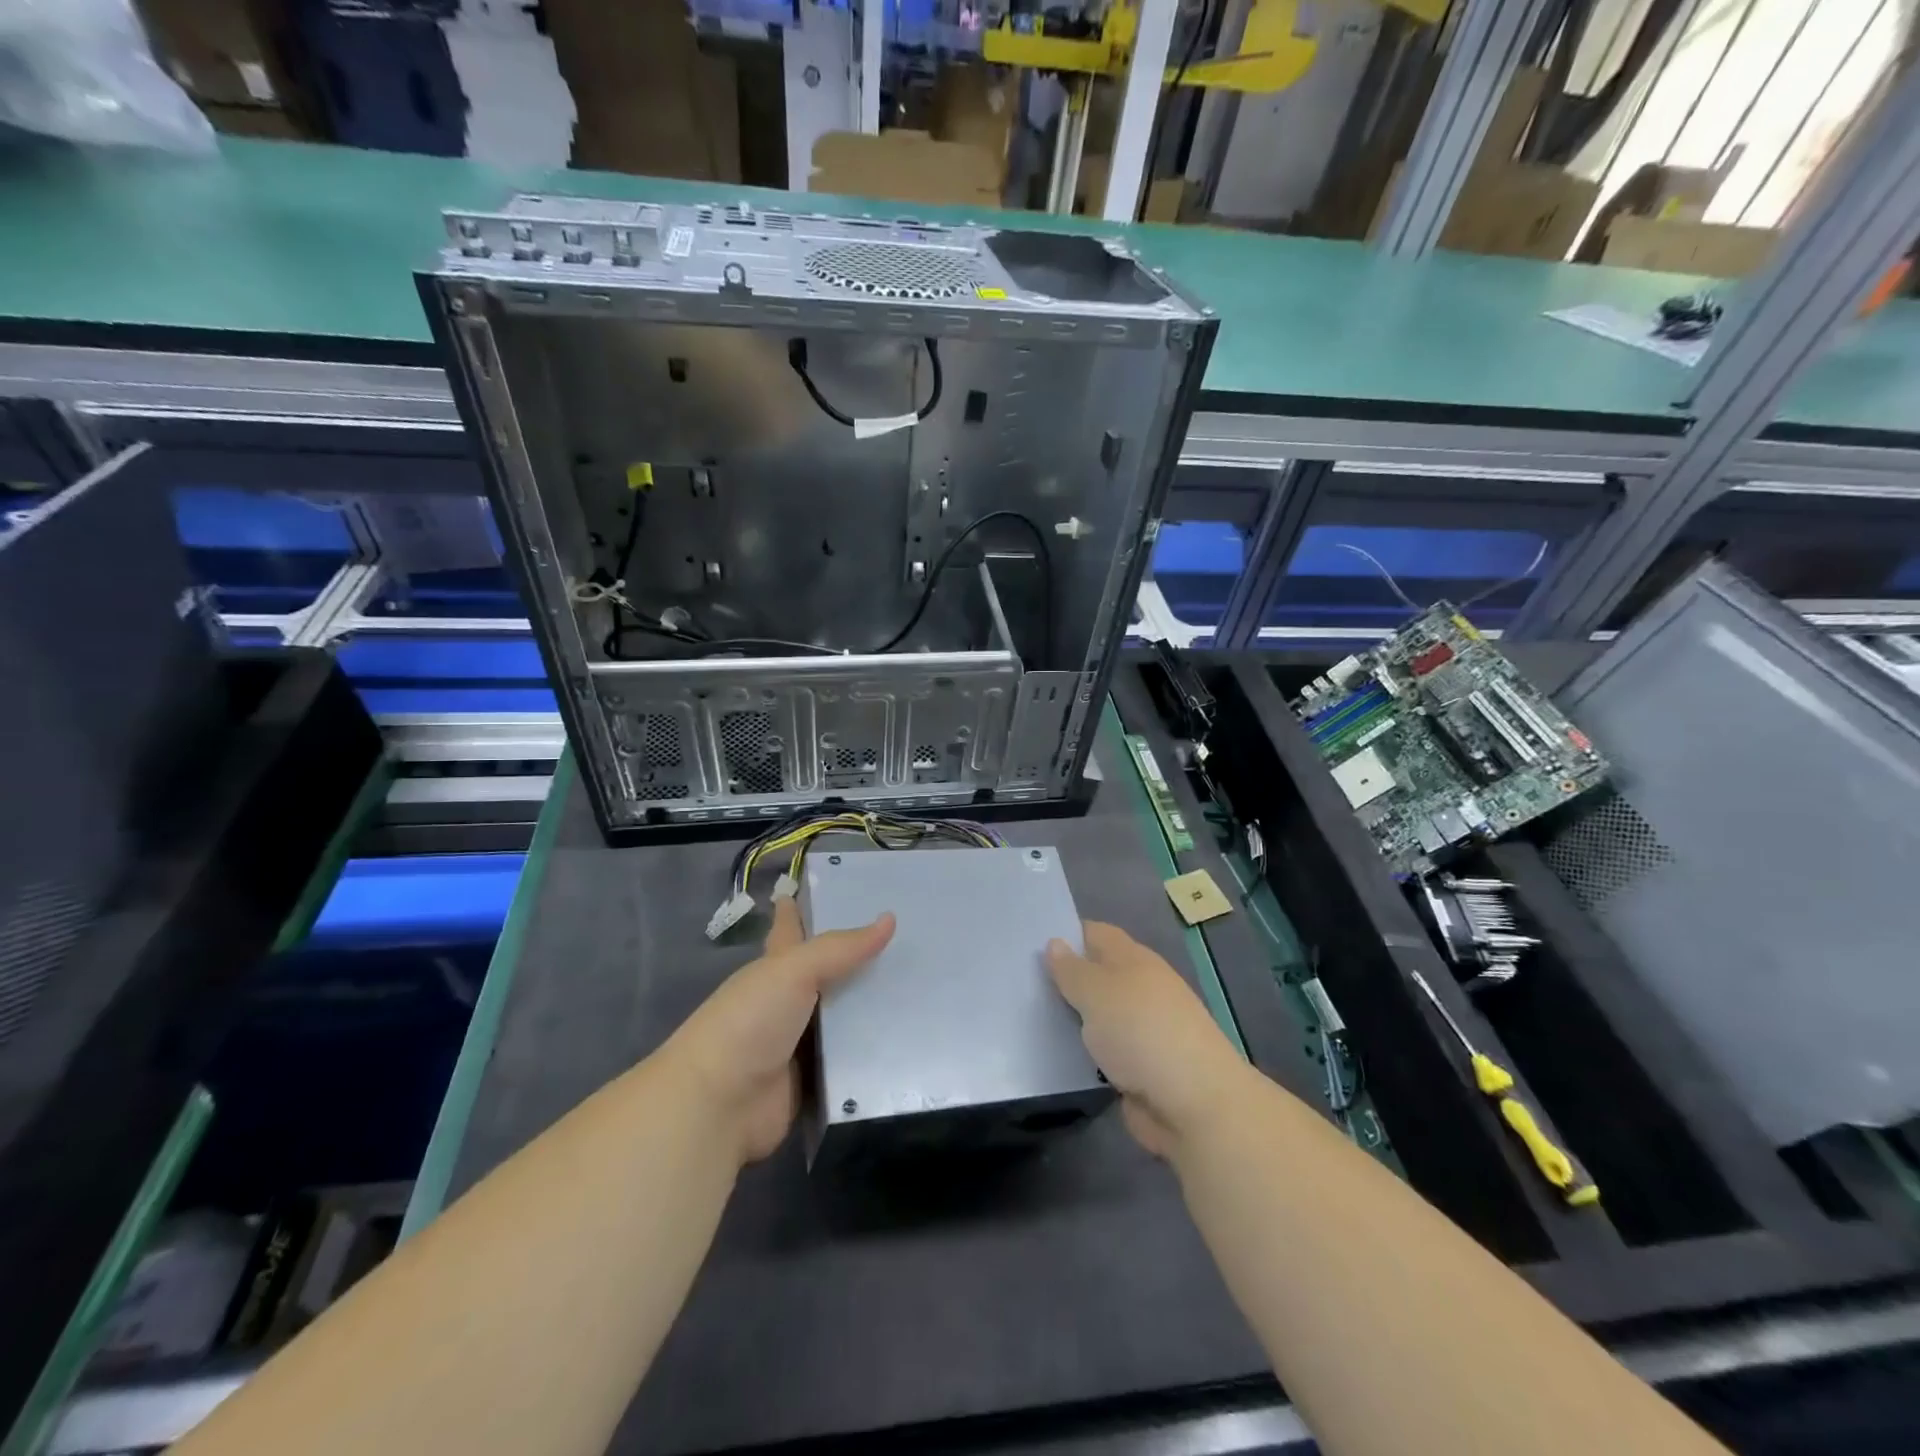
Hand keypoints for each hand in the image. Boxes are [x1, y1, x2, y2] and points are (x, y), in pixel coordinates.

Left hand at [661, 898, 893, 1165]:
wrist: (719, 1106)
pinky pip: (855, 1059)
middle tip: (911, 937)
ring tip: (926, 987)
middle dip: (862, 958)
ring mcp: (803, 1041)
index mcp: (776, 967)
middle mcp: (789, 1000)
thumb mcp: (793, 972)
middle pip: (831, 972)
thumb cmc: (749, 1023)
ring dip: (878, 1006)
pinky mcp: (817, 1079)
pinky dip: (878, 1051)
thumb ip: (840, 948)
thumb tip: (890, 919)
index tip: (832, 887)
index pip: (791, 928)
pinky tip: (915, 1039)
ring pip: (848, 1016)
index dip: (802, 908)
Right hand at [1047, 921, 1249, 1158]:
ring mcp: (1142, 1029)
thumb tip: (1055, 943)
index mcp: (1134, 959)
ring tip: (1026, 1015)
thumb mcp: (1097, 992)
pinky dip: (1082, 1050)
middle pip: (1096, 974)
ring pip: (1097, 1013)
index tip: (1028, 939)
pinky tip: (1053, 1053)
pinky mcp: (1140, 1067)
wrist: (1194, 1104)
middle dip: (1062, 977)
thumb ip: (1072, 970)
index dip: (1065, 934)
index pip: (1095, 933)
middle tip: (1017, 980)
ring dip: (1070, 1017)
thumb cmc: (1141, 1033)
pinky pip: (1102, 1050)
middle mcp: (1140, 988)